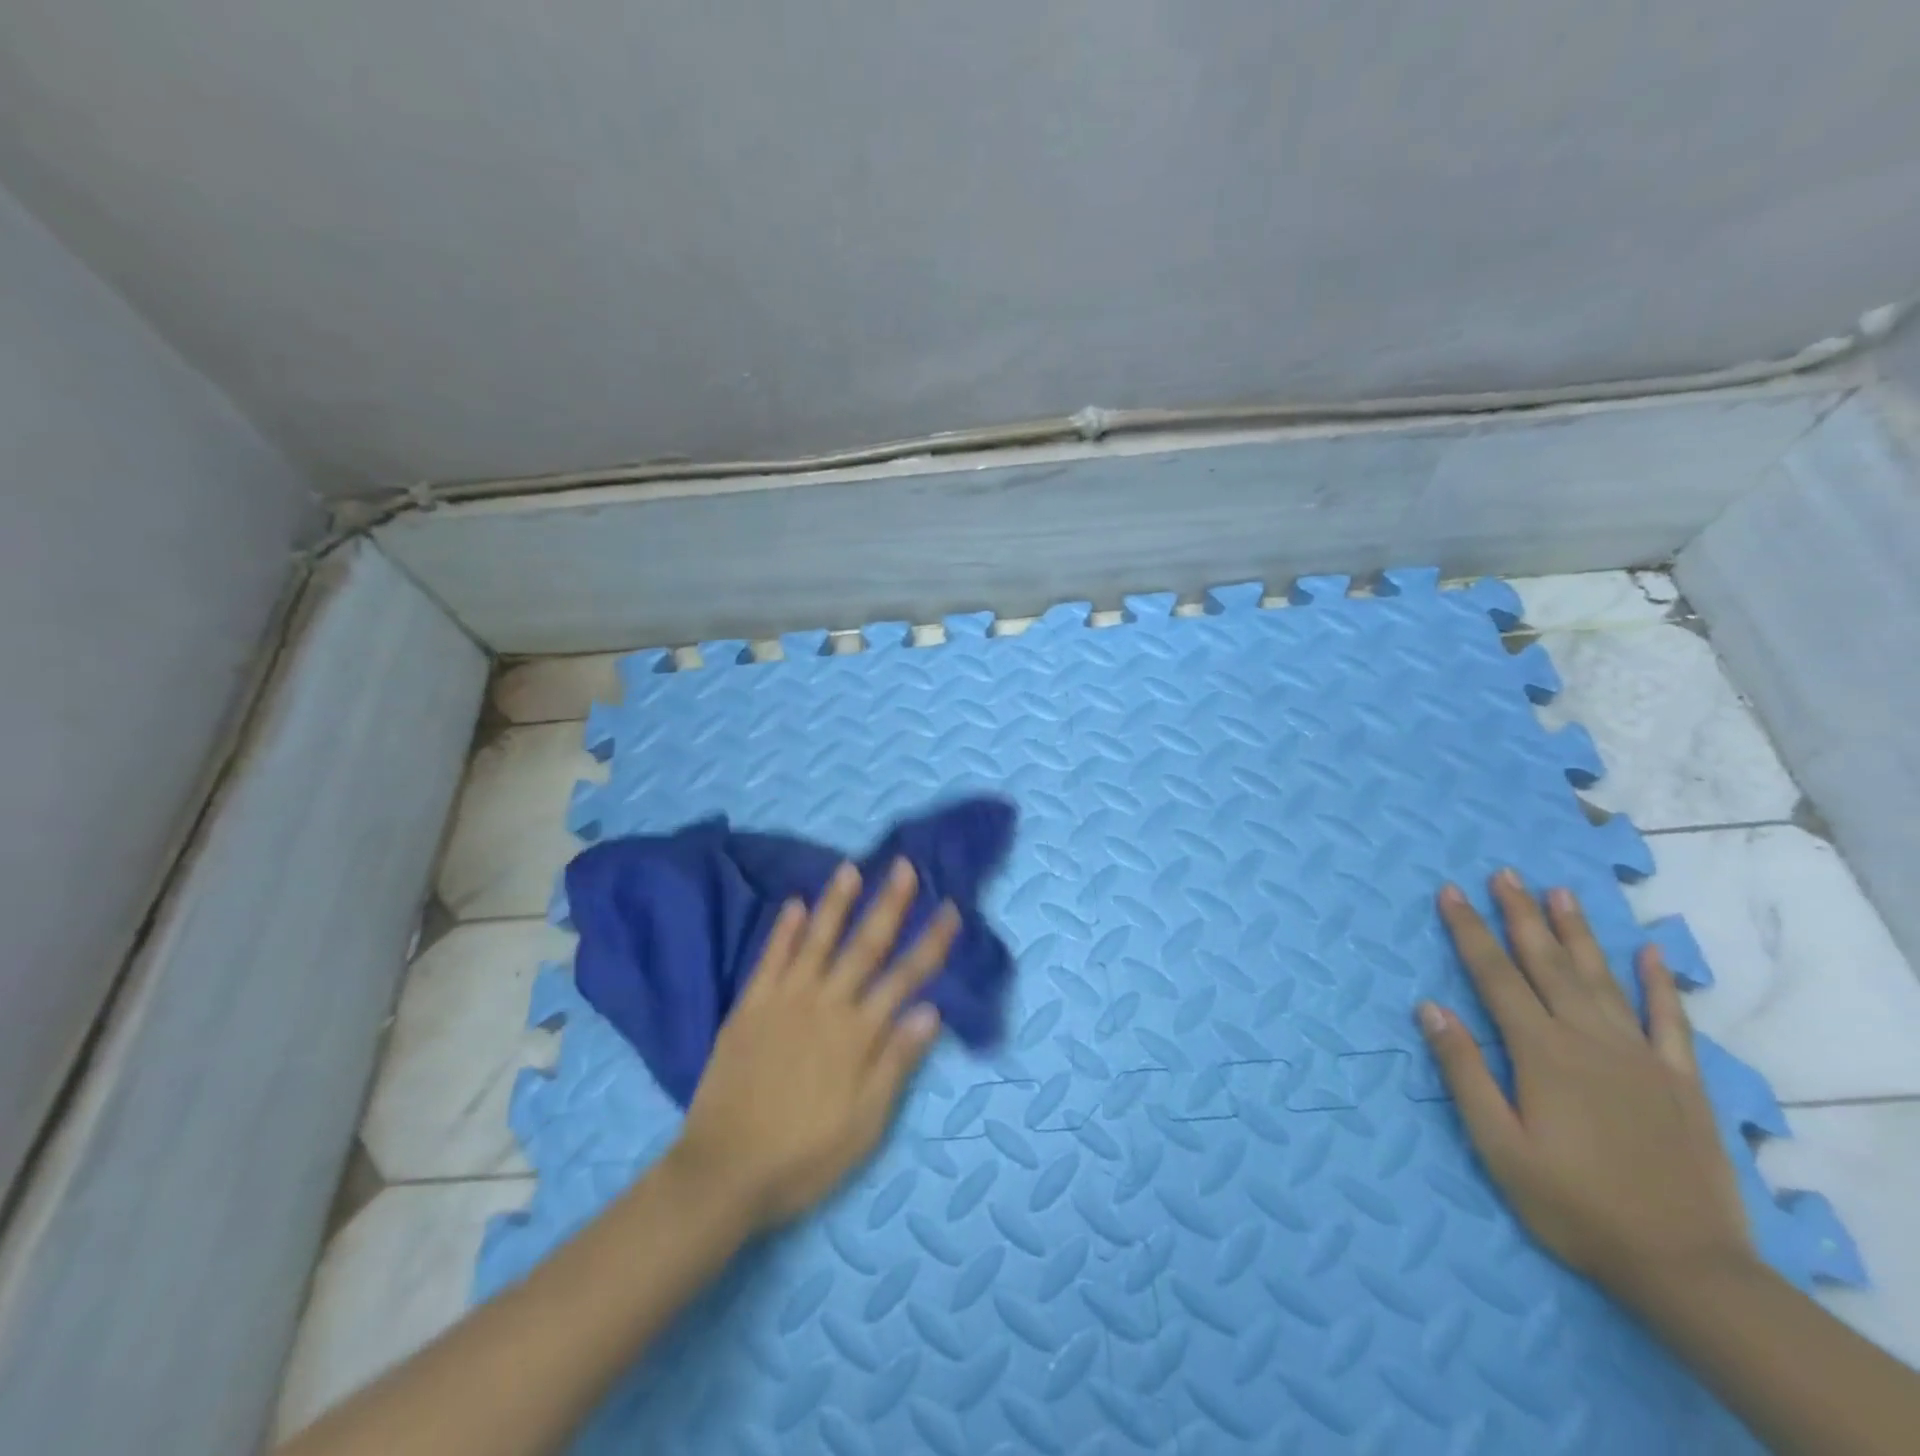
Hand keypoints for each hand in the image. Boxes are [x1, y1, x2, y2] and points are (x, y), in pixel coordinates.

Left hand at [667, 858, 956, 1231]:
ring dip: (836, 903)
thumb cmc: (804, 1155)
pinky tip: (795, 904)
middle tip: (904, 865)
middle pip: (865, 946)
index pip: (906, 977)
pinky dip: (784, 931)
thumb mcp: (865, 1123)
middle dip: (889, 904)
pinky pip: (770, 959)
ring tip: (850, 868)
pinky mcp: (749, 1007)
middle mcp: (826, 1005)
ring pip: (817, 941)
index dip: (931, 942)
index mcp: (858, 1034)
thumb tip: (931, 1010)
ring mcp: (784, 1001)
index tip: (949, 908)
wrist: (724, 1172)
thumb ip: (896, 1062)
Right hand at [1419, 870, 1752, 1294]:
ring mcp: (1641, 1057)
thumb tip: (1429, 1006)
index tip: (1451, 892)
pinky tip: (1648, 951)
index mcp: (1541, 1052)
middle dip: (1521, 915)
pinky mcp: (1682, 1082)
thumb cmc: (1573, 1205)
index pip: (1495, 976)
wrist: (1686, 1267)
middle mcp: (1590, 1040)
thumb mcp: (1498, 1145)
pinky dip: (1658, 983)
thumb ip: (1463, 1071)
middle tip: (1504, 873)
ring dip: (1577, 933)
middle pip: (1548, 964)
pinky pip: (1669, 1021)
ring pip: (1602, 979)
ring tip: (1559, 892)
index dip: (1469, 931)